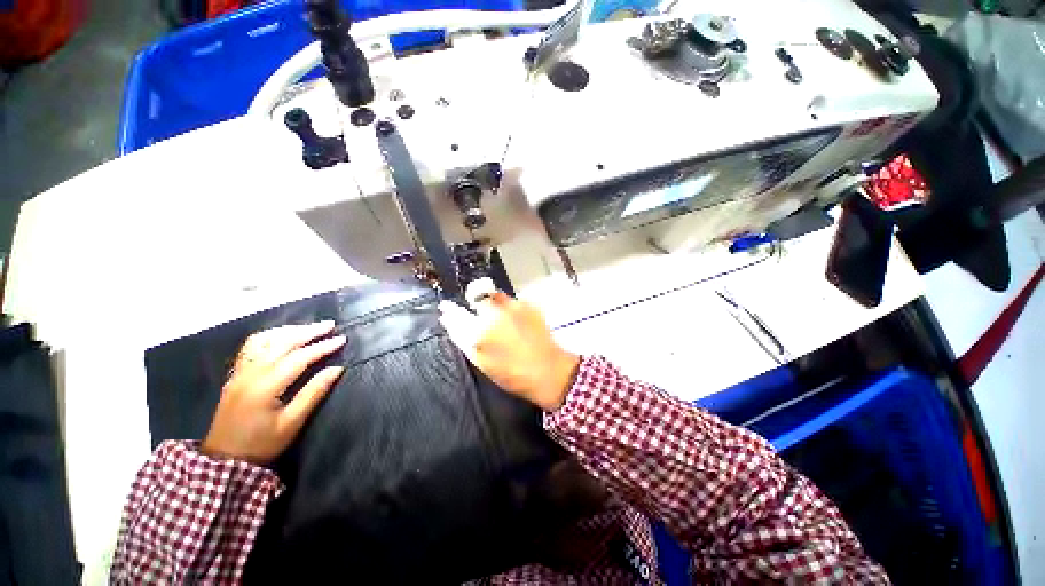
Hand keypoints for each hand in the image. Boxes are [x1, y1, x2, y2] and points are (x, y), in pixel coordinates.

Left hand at [202, 321, 346, 463]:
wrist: (224, 461)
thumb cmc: (262, 444)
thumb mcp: (293, 422)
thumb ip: (314, 392)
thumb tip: (337, 368)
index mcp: (265, 386)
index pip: (298, 358)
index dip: (322, 347)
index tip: (342, 340)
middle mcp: (250, 373)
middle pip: (281, 343)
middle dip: (308, 332)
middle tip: (330, 326)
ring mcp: (239, 373)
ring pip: (264, 340)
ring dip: (288, 331)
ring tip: (309, 329)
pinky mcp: (235, 375)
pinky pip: (251, 347)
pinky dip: (270, 337)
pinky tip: (282, 337)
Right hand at [439, 283, 579, 411]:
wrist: (548, 370)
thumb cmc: (512, 373)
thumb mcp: (481, 361)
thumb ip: (462, 339)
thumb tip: (449, 321)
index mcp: (480, 332)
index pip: (457, 314)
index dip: (450, 310)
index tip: (446, 307)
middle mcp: (495, 314)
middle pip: (476, 297)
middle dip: (474, 303)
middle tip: (480, 316)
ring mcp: (513, 306)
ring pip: (493, 296)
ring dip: (491, 303)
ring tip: (499, 318)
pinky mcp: (528, 304)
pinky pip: (511, 300)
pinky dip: (508, 308)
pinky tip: (515, 322)